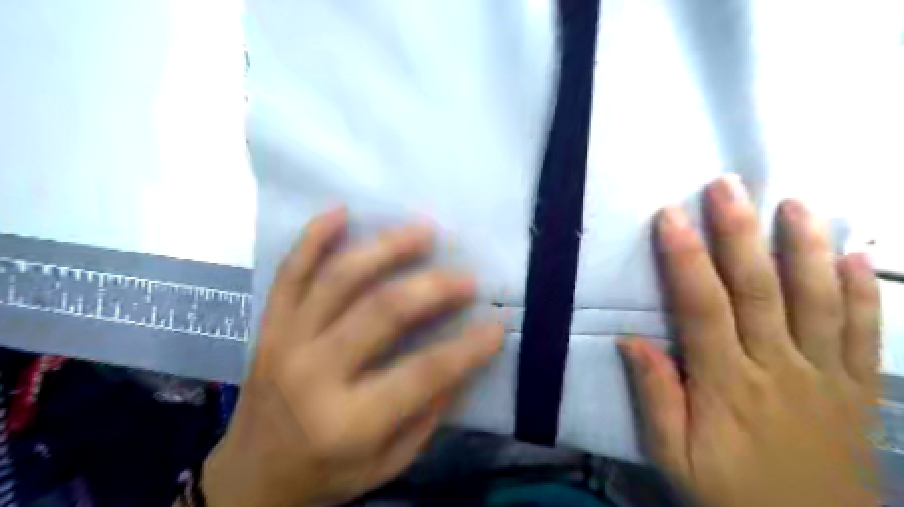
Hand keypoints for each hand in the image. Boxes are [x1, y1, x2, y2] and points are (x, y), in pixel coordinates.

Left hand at [200, 209, 505, 505]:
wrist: (249, 477)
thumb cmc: (326, 474)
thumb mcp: (388, 462)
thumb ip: (429, 412)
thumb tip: (464, 360)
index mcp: (347, 422)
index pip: (423, 373)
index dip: (467, 347)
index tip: (496, 324)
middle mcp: (313, 373)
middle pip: (381, 311)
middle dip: (433, 287)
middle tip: (465, 276)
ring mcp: (285, 341)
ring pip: (339, 279)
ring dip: (385, 248)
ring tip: (422, 231)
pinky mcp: (268, 325)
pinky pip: (288, 272)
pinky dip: (313, 238)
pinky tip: (340, 212)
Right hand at [622, 176, 883, 506]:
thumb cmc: (729, 493)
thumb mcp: (673, 455)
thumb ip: (654, 395)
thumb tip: (631, 338)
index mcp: (727, 384)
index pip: (702, 307)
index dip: (685, 259)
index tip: (671, 217)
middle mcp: (777, 368)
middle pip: (758, 290)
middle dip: (739, 234)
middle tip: (728, 186)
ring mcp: (824, 375)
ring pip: (817, 300)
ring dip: (805, 248)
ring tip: (796, 204)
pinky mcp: (856, 388)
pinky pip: (864, 333)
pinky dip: (863, 291)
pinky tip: (856, 255)